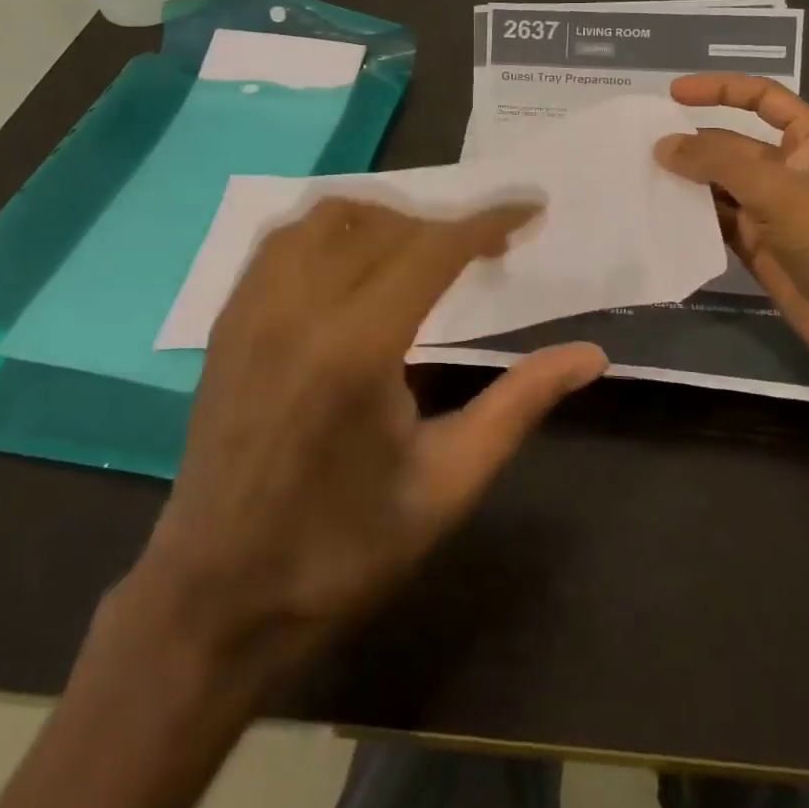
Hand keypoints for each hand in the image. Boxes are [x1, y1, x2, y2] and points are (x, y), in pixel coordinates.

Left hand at [127, 198, 606, 673]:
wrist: (218, 597)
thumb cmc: (343, 550)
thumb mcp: (448, 483)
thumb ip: (519, 404)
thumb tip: (590, 354)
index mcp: (358, 348)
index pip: (434, 248)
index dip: (488, 221)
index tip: (530, 209)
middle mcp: (299, 307)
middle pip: (387, 224)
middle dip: (446, 225)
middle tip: (487, 252)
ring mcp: (253, 307)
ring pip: (329, 216)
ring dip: (387, 219)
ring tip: (423, 251)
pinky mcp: (228, 318)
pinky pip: (285, 239)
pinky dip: (332, 231)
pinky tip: (355, 265)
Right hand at [655, 73, 808, 382]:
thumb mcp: (775, 188)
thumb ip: (716, 162)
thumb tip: (663, 145)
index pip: (761, 98)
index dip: (719, 89)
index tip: (673, 93)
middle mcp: (790, 167)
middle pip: (733, 141)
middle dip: (693, 141)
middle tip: (643, 142)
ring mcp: (771, 205)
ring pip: (719, 181)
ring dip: (687, 177)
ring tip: (641, 171)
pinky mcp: (756, 240)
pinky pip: (716, 216)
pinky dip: (690, 212)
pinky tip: (658, 207)